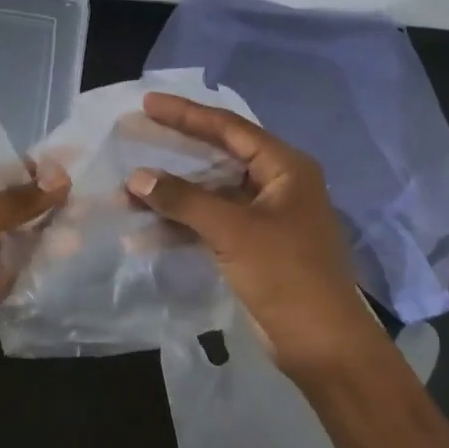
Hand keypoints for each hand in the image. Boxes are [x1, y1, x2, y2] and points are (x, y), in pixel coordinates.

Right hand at [124, 92, 384, 380]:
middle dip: (174, 152)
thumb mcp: (234, 231)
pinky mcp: (251, 247)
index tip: (148, 103)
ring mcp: (263, 218)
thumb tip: (137, 177)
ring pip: (209, 194)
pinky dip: (180, 226)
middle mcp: (276, 185)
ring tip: (127, 192)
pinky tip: (144, 231)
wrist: (322, 345)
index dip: (187, 115)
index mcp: (285, 168)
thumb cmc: (287, 274)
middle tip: (134, 135)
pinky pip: (210, 224)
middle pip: (217, 157)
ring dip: (171, 195)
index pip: (229, 129)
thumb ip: (184, 200)